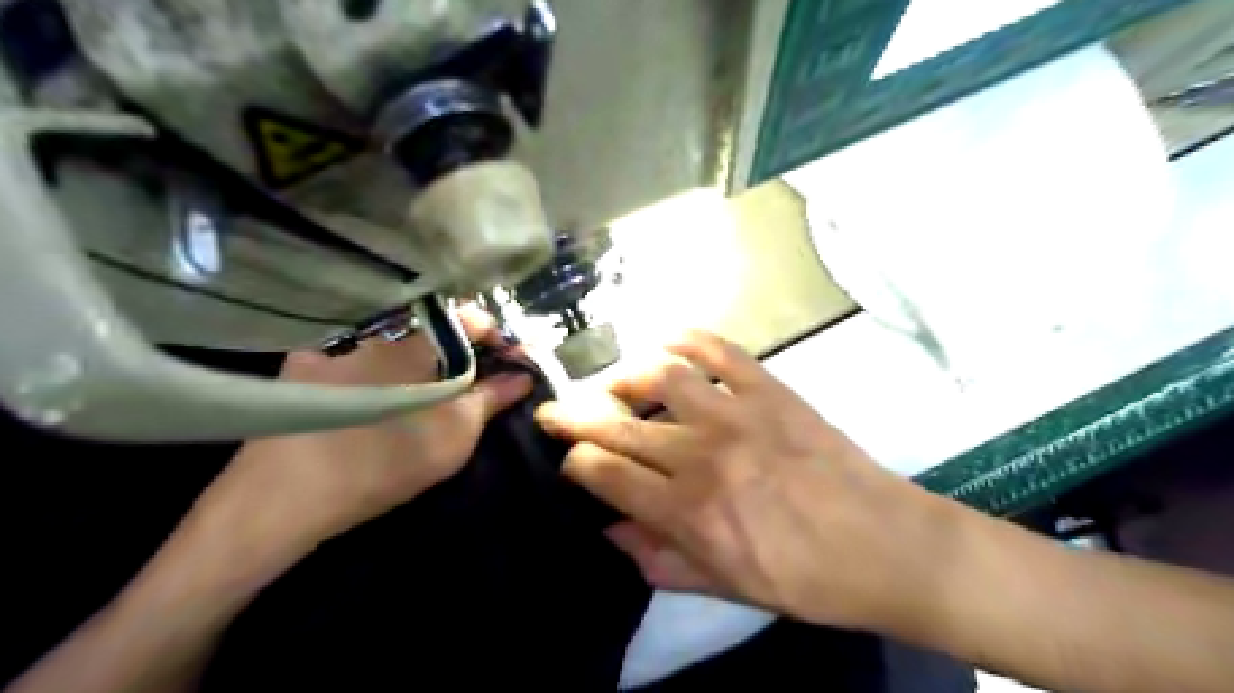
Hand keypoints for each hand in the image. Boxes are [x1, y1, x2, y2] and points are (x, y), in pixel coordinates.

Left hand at [195, 309, 532, 561]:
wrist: (284, 496)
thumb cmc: (385, 460)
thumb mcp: (455, 433)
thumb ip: (492, 397)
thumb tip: (523, 375)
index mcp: (418, 339)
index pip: (470, 318)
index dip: (497, 337)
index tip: (509, 361)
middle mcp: (378, 330)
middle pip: (433, 328)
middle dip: (460, 350)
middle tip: (472, 382)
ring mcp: (337, 344)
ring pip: (394, 341)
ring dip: (419, 359)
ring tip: (426, 391)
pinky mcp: (304, 364)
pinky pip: (356, 354)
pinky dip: (376, 367)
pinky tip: (374, 394)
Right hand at [535, 334, 946, 629]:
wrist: (885, 545)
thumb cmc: (805, 578)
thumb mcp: (726, 587)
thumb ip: (659, 559)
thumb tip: (610, 532)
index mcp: (686, 511)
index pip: (602, 473)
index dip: (574, 464)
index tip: (571, 461)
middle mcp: (700, 455)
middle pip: (616, 423)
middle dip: (572, 414)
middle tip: (553, 409)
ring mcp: (736, 413)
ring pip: (658, 375)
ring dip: (623, 375)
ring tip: (613, 383)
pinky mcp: (770, 389)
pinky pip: (718, 349)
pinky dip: (686, 337)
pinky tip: (666, 342)